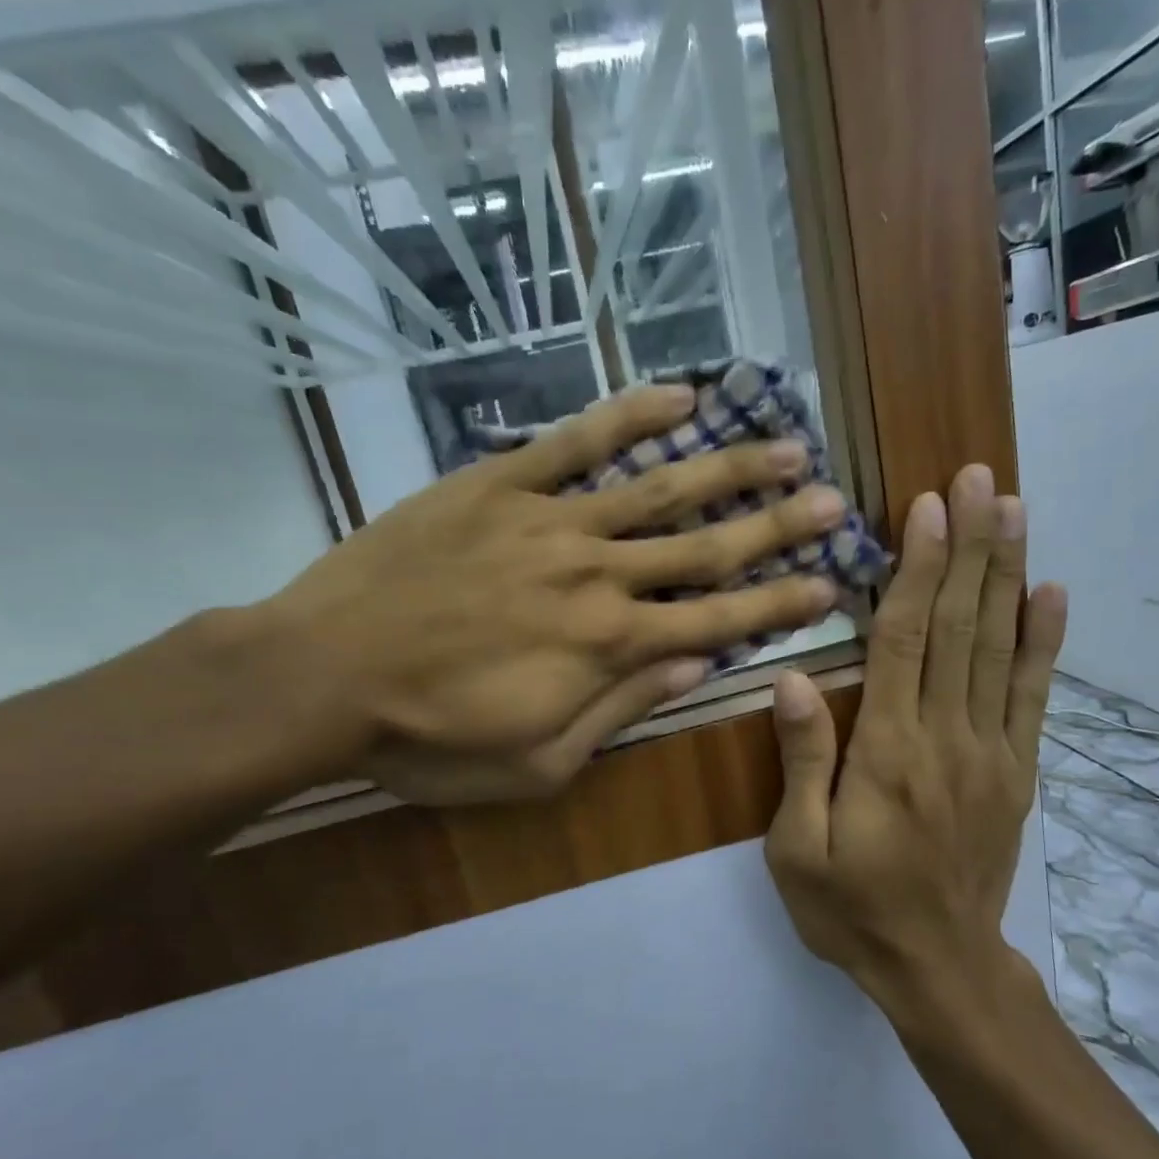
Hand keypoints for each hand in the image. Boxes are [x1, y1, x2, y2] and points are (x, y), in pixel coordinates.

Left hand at [255, 384, 847, 800]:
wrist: (323, 676)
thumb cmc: (431, 739)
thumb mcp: (539, 763)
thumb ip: (622, 709)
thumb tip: (696, 666)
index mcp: (610, 647)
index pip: (718, 619)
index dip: (778, 603)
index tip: (829, 583)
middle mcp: (598, 575)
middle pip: (706, 546)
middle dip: (777, 526)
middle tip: (835, 501)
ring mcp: (551, 522)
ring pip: (658, 488)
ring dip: (729, 467)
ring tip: (788, 443)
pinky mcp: (499, 485)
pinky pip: (576, 442)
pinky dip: (629, 416)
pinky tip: (678, 394)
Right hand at [763, 464, 1067, 1018]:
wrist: (939, 969)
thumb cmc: (853, 910)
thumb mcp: (797, 850)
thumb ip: (802, 762)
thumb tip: (792, 678)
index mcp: (888, 752)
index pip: (904, 641)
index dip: (915, 569)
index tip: (925, 508)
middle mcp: (946, 738)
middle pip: (960, 627)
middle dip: (969, 548)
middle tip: (980, 481)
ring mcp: (991, 752)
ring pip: (1000, 649)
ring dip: (1007, 576)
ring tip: (1015, 512)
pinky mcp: (1016, 772)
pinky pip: (1033, 697)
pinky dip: (1044, 642)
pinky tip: (1052, 594)